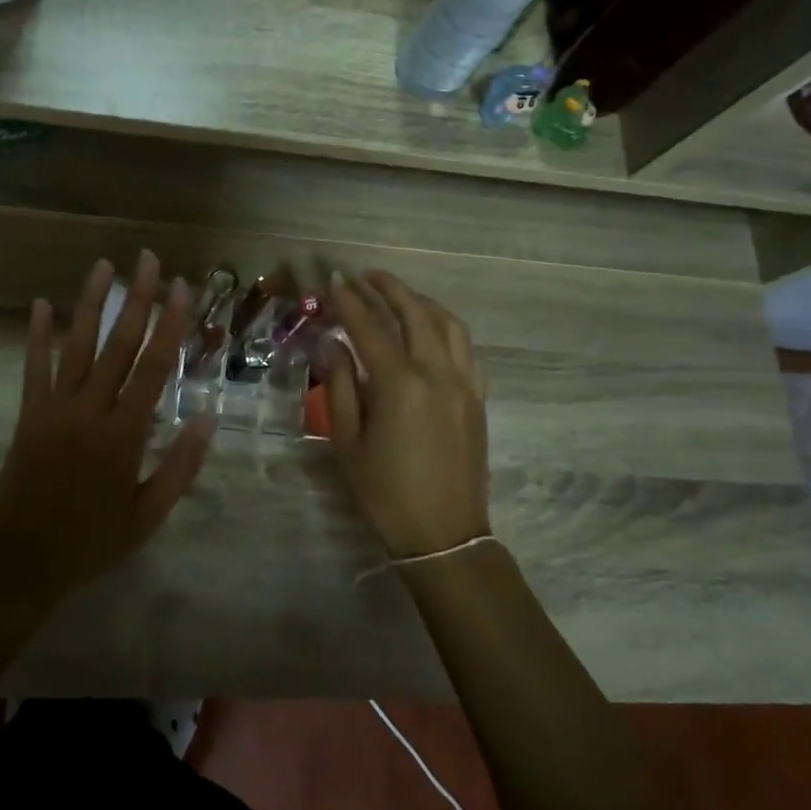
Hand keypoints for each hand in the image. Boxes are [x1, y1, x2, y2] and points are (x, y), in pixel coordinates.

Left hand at [0, 254, 214, 606]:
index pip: (155, 367)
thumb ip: (180, 466)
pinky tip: (41, 304)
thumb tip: (208, 418)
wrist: (23, 562)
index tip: (182, 288)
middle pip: (119, 344)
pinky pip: (34, 368)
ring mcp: (55, 408)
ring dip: (91, 303)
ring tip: (103, 266)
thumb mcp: (148, 515)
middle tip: (149, 260)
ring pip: (77, 346)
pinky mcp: (29, 415)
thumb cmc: (92, 541)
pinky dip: (37, 335)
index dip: (171, 324)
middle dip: (137, 299)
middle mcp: (91, 410)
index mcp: (125, 434)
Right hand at [325, 270, 488, 558]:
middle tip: (366, 275)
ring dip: (421, 301)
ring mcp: (464, 384)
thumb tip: (332, 345)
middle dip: (389, 288)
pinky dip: (447, 328)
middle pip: (415, 313)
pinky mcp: (478, 399)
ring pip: (448, 324)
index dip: (350, 301)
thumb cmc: (385, 493)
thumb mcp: (347, 442)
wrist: (444, 534)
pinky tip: (432, 330)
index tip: (335, 280)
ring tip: (399, 294)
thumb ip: (340, 387)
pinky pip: (467, 349)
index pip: (370, 327)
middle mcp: (437, 373)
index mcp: (400, 384)